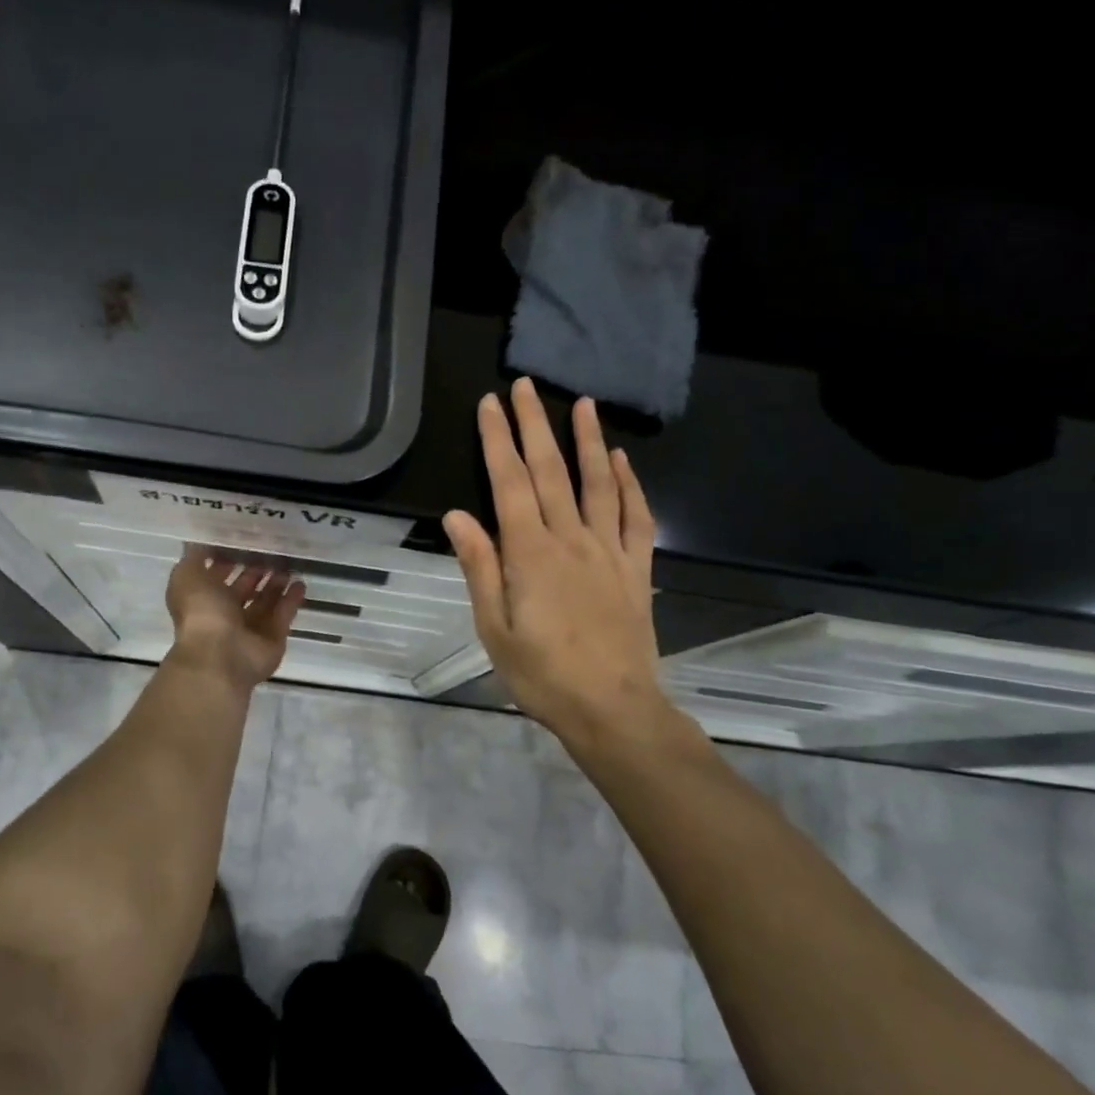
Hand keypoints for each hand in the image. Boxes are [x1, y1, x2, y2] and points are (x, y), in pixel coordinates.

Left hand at [165, 549, 304, 691]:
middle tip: (272, 551)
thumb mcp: (187, 575)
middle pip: (243, 589)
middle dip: (256, 571)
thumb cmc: (201, 612)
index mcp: (203, 599)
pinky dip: (291, 600)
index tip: (244, 539)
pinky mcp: (272, 638)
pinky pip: (283, 615)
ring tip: (288, 564)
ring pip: (265, 602)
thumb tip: (201, 541)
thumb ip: (195, 556)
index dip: (227, 559)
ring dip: (275, 584)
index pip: (215, 576)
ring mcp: (250, 629)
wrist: (220, 654)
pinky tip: (300, 582)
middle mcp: (225, 614)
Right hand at [444, 379, 666, 749]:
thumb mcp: (494, 628)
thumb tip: (457, 515)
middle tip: (525, 385)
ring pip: (597, 483)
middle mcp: (571, 540)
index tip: (489, 404)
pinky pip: (636, 516)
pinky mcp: (636, 568)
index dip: (497, 440)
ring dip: (586, 440)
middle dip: (534, 425)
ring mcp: (609, 551)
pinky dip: (629, 484)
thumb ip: (479, 567)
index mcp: (530, 553)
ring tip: (580, 403)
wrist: (612, 709)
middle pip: (550, 471)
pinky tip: (621, 460)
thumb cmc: (542, 675)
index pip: (509, 483)